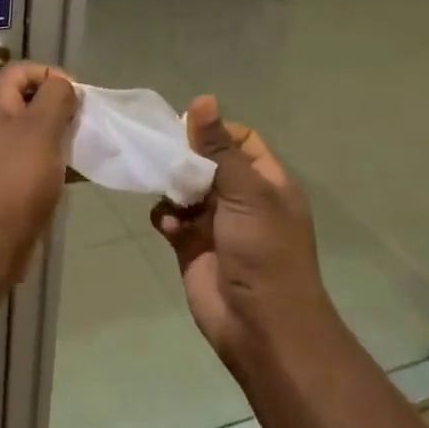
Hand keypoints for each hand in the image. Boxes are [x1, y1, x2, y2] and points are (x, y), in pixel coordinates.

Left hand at [0, 62, 77, 268]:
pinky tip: (81, 173)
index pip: (19, 71)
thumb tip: (63, 85)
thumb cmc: (18, 178)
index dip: (48, 73)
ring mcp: (2, 157)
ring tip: (87, 145)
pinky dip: (60, 162)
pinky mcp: (13, 184)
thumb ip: (55, 98)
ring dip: (63, 135)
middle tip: (84, 120)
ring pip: (37, 133)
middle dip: (61, 106)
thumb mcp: (40, 128)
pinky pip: (40, 162)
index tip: (75, 93)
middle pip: (30, 100)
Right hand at [149, 96, 333, 370]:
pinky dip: (165, 217)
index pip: (239, 140)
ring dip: (171, 188)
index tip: (186, 133)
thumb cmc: (264, 252)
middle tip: (161, 155)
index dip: (214, 132)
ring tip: (166, 193)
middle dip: (183, 158)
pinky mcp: (192, 246)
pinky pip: (170, 219)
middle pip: (206, 162)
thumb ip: (218, 148)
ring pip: (184, 188)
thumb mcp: (246, 193)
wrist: (261, 328)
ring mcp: (216, 223)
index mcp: (266, 182)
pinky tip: (167, 226)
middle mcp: (242, 199)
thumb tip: (202, 99)